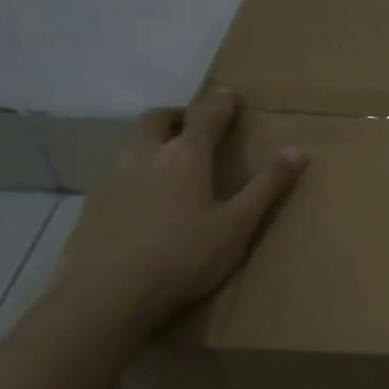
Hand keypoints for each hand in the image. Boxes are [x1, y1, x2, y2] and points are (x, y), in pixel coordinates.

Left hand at [42, 89, 305, 333]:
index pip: (205, 117)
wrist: (106, 295)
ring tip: (167, 160)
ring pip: (131, 145)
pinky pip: (115, 175)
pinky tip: (140, 201)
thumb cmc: (183, 257)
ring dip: (151, 141)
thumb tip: (296, 151)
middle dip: (176, 115)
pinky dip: (133, 174)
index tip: (229, 93)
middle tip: (191, 125)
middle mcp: (145, 157)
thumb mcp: (237, 226)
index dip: (220, 103)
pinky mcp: (92, 207)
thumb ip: (266, 188)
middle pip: (156, 120)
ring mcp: (113, 180)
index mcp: (184, 157)